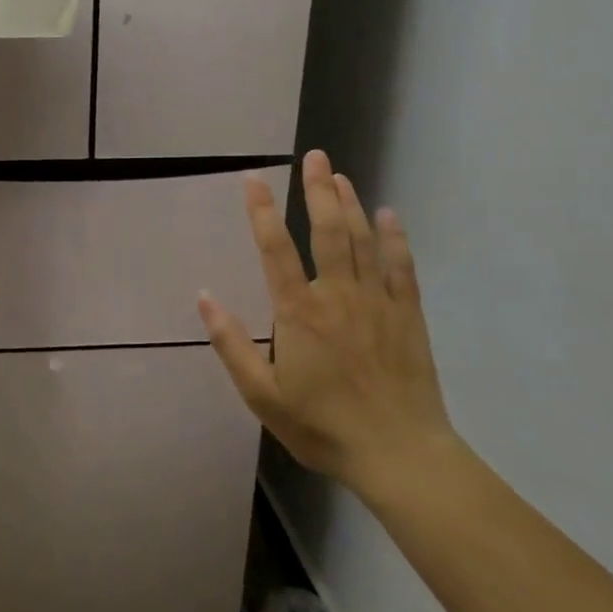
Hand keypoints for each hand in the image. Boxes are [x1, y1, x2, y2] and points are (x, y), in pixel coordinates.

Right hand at [197, 149, 453, 499]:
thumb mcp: (263, 395)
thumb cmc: (323, 426)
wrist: (399, 455)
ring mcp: (376, 302)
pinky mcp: (407, 315)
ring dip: (350, 204)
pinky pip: (401, 267)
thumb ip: (232, 344)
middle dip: (317, 190)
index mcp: (298, 312)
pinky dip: (395, 238)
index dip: (261, 211)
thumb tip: (204, 297)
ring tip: (340, 175)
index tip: (253, 178)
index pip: (275, 249)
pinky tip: (390, 215)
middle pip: (327, 231)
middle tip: (314, 157)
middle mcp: (337, 295)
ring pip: (362, 241)